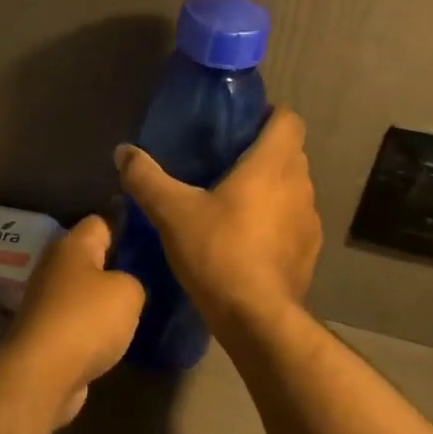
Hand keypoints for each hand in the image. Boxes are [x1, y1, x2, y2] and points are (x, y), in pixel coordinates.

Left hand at [1, 215, 144, 425]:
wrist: (43, 374)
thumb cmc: (87, 319)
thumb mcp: (128, 291)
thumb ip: (134, 279)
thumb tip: (125, 286)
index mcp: (72, 246)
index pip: (101, 221)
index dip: (127, 226)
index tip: (152, 238)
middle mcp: (55, 267)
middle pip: (91, 257)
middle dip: (118, 265)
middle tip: (152, 274)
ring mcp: (48, 301)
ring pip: (85, 290)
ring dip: (106, 299)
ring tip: (140, 306)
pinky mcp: (47, 332)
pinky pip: (79, 319)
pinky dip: (96, 327)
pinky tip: (118, 335)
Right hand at [115, 107, 321, 334]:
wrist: (256, 318)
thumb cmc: (218, 252)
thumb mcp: (172, 212)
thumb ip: (146, 178)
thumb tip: (123, 152)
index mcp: (272, 165)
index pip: (288, 120)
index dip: (268, 115)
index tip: (240, 125)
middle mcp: (299, 185)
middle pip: (290, 152)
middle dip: (264, 151)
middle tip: (226, 160)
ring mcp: (309, 220)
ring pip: (294, 188)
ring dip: (272, 187)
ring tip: (235, 200)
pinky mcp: (309, 251)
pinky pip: (294, 221)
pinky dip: (277, 220)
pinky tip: (248, 238)